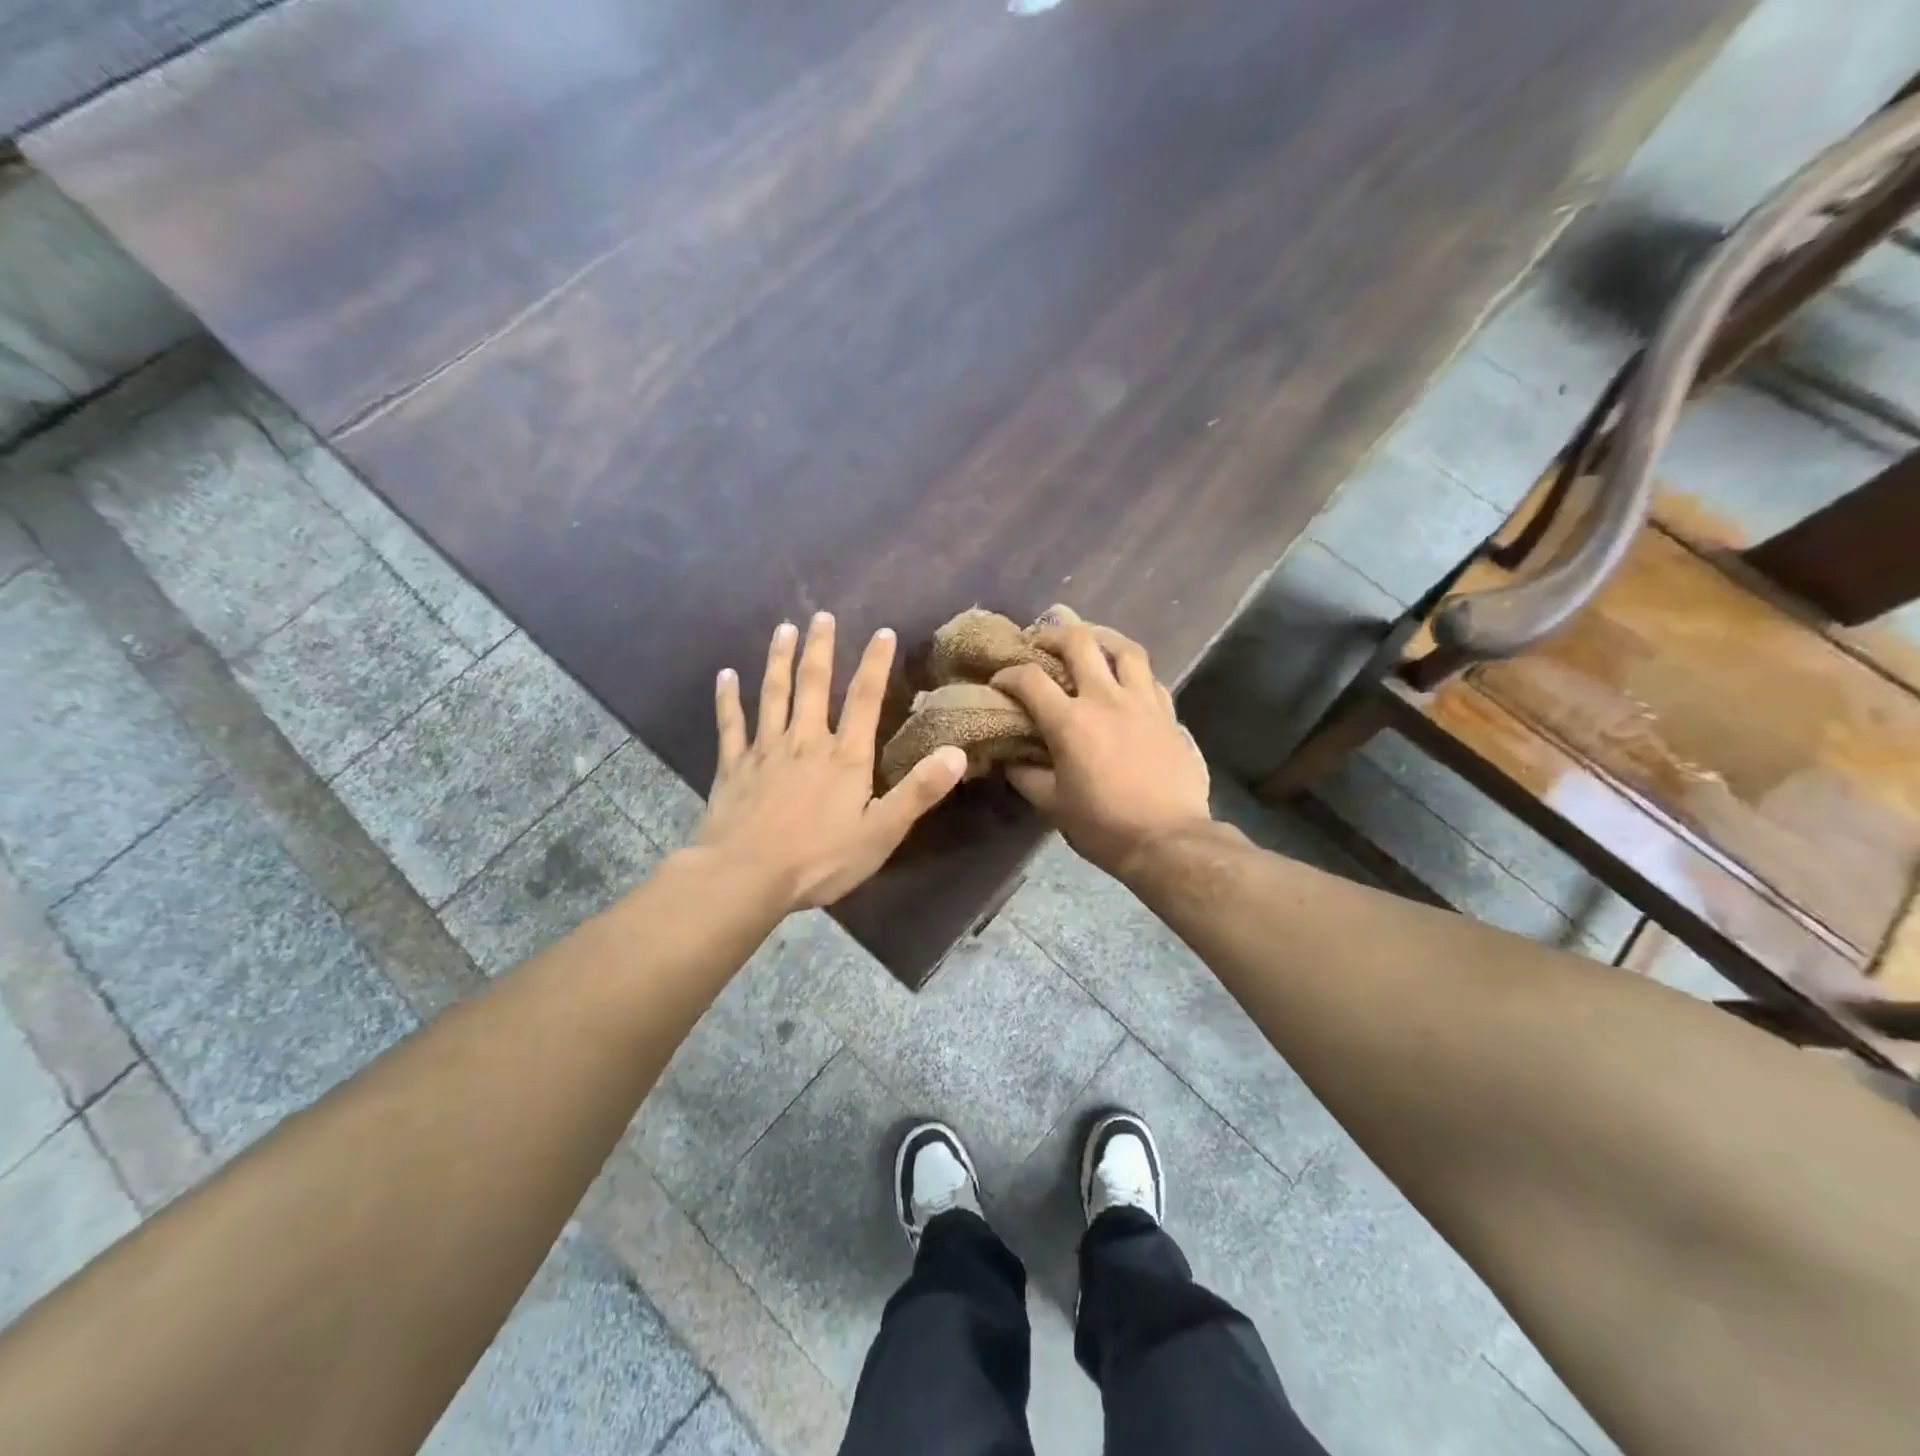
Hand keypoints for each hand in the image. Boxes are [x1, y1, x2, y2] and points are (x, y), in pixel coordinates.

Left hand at [698, 614, 967, 909]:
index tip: (882, 632)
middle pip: (813, 685)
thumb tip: (957, 752)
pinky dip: (727, 698)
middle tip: (821, 616)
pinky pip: (730, 724)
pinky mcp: (733, 766)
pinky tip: (724, 675)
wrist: (746, 876)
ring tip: (783, 629)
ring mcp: (765, 750)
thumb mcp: (881, 832)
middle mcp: (804, 741)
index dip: (875, 664)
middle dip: (819, 648)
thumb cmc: (820, 859)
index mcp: (844, 756)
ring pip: (772, 694)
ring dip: (778, 659)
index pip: (864, 699)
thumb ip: (919, 791)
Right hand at [992, 621, 1211, 877]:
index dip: (1008, 674)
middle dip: (1053, 634)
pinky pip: (1150, 677)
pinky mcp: (1170, 714)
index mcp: (1070, 721)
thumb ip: (1026, 775)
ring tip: (1090, 640)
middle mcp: (1106, 698)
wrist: (1168, 840)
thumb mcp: (1052, 805)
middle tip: (1041, 641)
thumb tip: (1010, 757)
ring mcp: (1143, 702)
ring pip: (1125, 648)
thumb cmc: (1103, 826)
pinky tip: (1126, 680)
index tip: (999, 682)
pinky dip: (1132, 671)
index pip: (1030, 680)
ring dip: (1102, 637)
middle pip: (1079, 642)